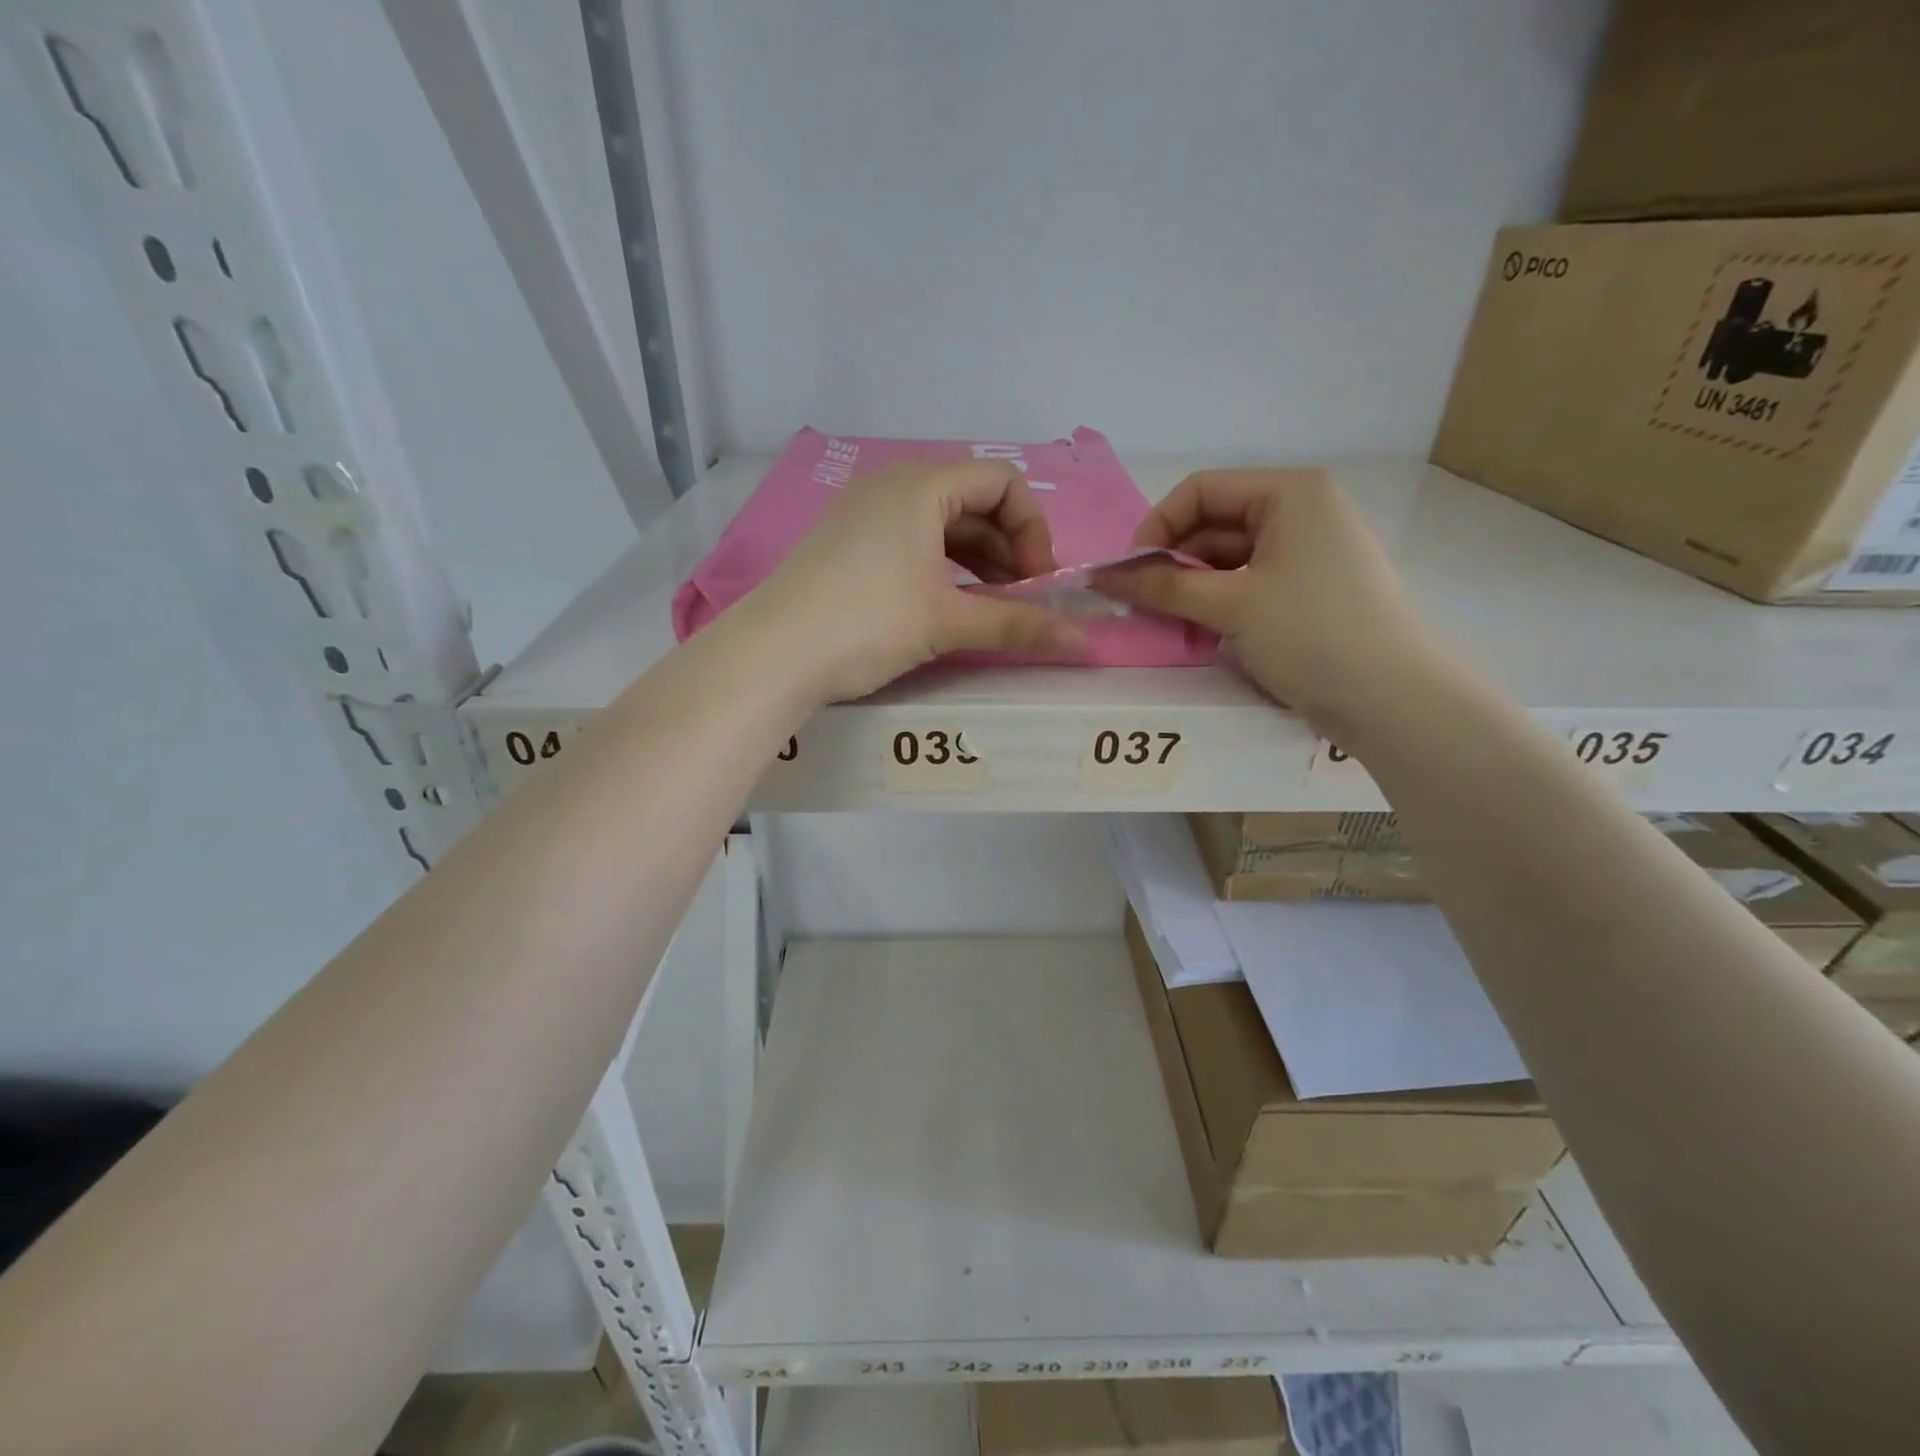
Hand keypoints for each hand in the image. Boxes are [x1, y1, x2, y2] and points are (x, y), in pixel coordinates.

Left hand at [751, 459, 1087, 701]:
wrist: (770, 655)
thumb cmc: (865, 623)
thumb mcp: (946, 622)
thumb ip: (1017, 625)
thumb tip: (1084, 643)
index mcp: (920, 484)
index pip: (1003, 481)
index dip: (1033, 530)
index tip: (1038, 583)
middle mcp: (891, 485)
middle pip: (973, 501)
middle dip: (1008, 548)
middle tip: (1021, 599)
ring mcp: (863, 513)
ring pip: (941, 524)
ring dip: (978, 561)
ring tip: (991, 606)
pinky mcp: (846, 544)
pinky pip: (911, 541)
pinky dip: (942, 567)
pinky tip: (949, 604)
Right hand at [1102, 468, 1439, 728]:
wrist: (1391, 699)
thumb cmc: (1312, 633)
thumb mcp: (1232, 605)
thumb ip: (1165, 586)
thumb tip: (1104, 576)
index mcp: (1290, 493)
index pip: (1202, 491)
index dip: (1157, 526)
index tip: (1127, 571)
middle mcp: (1301, 512)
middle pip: (1214, 523)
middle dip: (1172, 560)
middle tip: (1138, 600)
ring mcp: (1307, 553)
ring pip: (1228, 557)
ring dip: (1191, 585)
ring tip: (1164, 619)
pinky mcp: (1308, 591)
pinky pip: (1248, 582)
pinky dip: (1217, 601)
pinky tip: (1197, 630)